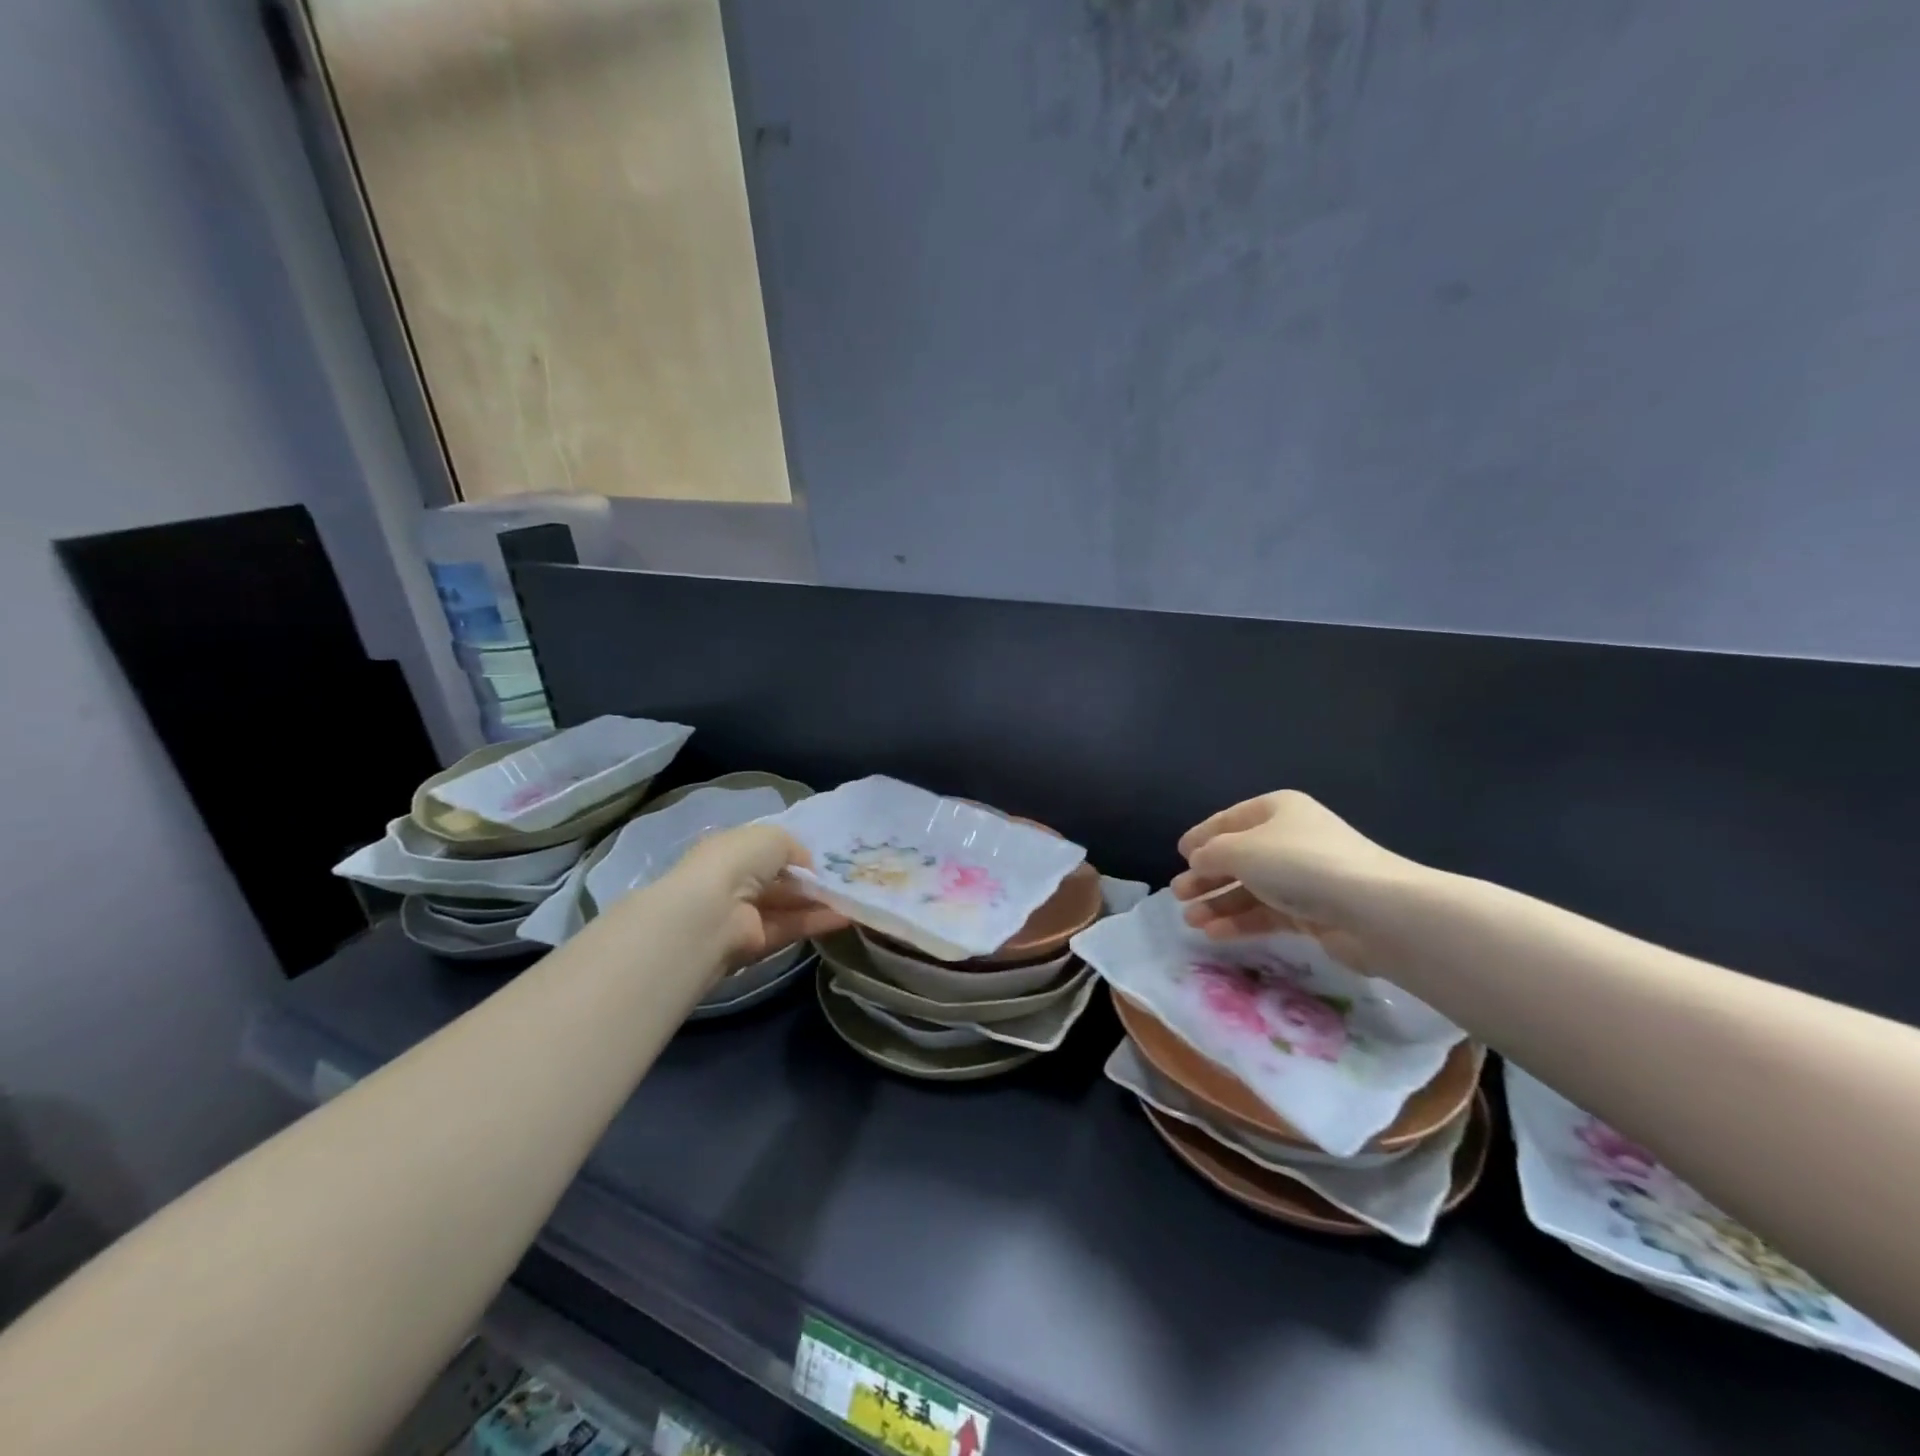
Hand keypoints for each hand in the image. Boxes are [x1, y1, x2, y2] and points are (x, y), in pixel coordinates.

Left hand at [659, 824, 847, 967]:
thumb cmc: (738, 861)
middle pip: (781, 880)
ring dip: (820, 901)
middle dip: (811, 879)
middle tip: (847, 878)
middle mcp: (737, 881)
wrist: (712, 913)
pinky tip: (847, 916)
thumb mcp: (773, 837)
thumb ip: (795, 847)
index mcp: (733, 850)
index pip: (767, 850)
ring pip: (789, 905)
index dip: (795, 853)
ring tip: (854, 897)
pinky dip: (819, 921)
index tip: (825, 857)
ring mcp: (746, 913)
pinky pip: (792, 927)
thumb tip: (809, 866)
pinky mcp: (758, 942)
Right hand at [1170, 791, 1416, 960]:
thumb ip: (1210, 853)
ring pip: (1251, 887)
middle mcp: (1291, 838)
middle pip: (1238, 856)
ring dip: (1219, 902)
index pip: (1229, 820)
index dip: (1202, 836)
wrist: (1372, 910)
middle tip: (1179, 894)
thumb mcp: (1241, 850)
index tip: (1178, 855)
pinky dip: (1241, 921)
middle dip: (1206, 876)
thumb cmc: (1298, 864)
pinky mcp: (1314, 912)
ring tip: (1191, 920)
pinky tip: (1215, 933)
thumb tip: (1197, 860)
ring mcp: (1304, 876)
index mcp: (1277, 810)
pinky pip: (1268, 913)